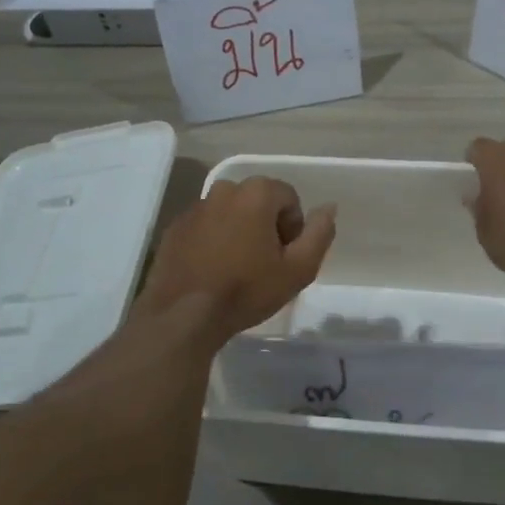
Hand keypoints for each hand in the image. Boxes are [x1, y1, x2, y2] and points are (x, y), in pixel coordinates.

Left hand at [136, 176, 335, 345]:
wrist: (183, 315)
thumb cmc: (246, 290)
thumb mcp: (298, 269)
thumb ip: (319, 234)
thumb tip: (329, 207)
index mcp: (256, 193)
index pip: (289, 198)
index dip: (293, 228)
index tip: (285, 258)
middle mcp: (223, 189)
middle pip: (258, 202)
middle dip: (266, 227)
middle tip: (264, 265)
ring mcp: (195, 207)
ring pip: (230, 213)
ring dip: (239, 232)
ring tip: (237, 269)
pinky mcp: (175, 226)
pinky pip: (205, 226)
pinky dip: (213, 240)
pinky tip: (212, 270)